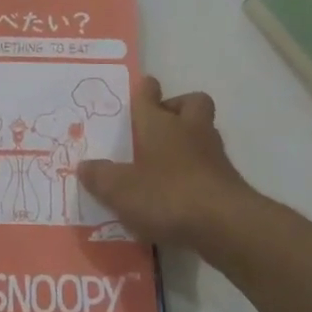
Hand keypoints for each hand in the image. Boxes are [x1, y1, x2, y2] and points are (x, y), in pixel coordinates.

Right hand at [79, 77, 264, 253]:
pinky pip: (210, 165)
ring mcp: (213, 153)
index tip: (144, 87)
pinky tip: (182, 193)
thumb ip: (100, 177)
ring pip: (203, 132)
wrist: (225, 224)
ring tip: (167, 163)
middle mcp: (188, 129)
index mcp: (159, 123)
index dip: (145, 89)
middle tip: (160, 125)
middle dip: (177, 107)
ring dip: (189, 140)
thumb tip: (84, 166)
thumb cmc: (167, 195)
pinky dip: (197, 171)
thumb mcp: (120, 190)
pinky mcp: (228, 180)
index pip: (149, 95)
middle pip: (190, 103)